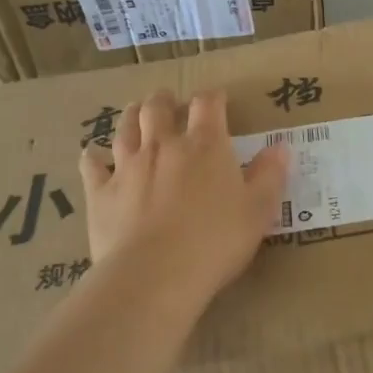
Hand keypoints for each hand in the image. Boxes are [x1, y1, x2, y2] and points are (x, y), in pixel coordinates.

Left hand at [78, 89, 289, 308]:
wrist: (155, 275)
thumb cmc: (216, 241)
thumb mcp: (258, 210)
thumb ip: (270, 175)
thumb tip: (281, 147)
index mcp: (205, 145)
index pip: (208, 104)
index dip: (213, 97)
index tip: (218, 99)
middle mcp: (163, 145)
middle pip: (158, 107)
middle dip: (165, 100)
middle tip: (169, 102)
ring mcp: (127, 167)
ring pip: (124, 128)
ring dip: (131, 116)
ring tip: (135, 112)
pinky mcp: (100, 193)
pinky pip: (91, 166)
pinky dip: (93, 157)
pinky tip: (93, 156)